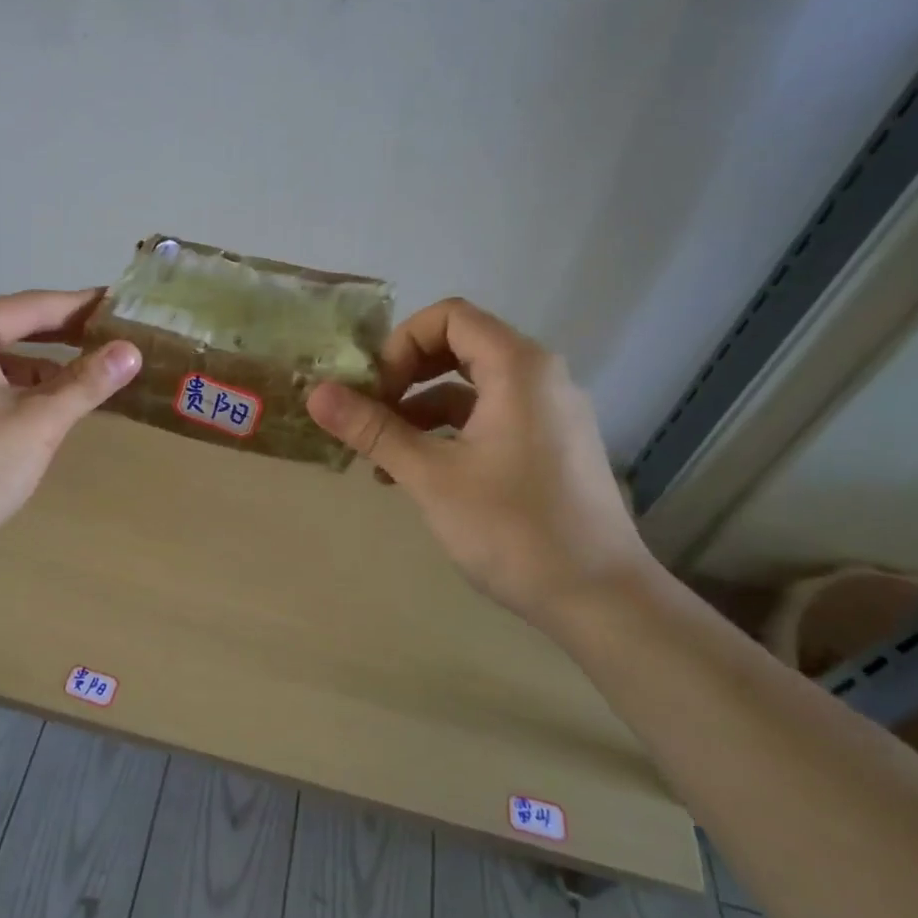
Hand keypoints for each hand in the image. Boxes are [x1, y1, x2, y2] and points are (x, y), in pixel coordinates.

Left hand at [0, 289, 140, 550]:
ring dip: (44, 370)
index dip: (83, 307)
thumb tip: (132, 351)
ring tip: (94, 380)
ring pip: (0, 360)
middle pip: (14, 328)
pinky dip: (18, 391)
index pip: (34, 306)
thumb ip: (87, 383)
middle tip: (118, 339)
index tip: (124, 305)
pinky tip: (51, 409)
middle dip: (66, 337)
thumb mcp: (38, 423)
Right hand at [307, 298, 653, 621]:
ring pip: (471, 387)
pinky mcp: (550, 445)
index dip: (401, 344)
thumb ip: (373, 429)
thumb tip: (316, 394)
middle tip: (371, 416)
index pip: (449, 317)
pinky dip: (449, 433)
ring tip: (381, 458)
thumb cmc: (513, 529)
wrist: (601, 599)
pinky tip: (417, 475)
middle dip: (405, 376)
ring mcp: (549, 413)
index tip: (376, 391)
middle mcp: (540, 377)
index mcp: (519, 368)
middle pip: (459, 347)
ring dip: (420, 411)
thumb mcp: (431, 476)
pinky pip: (489, 418)